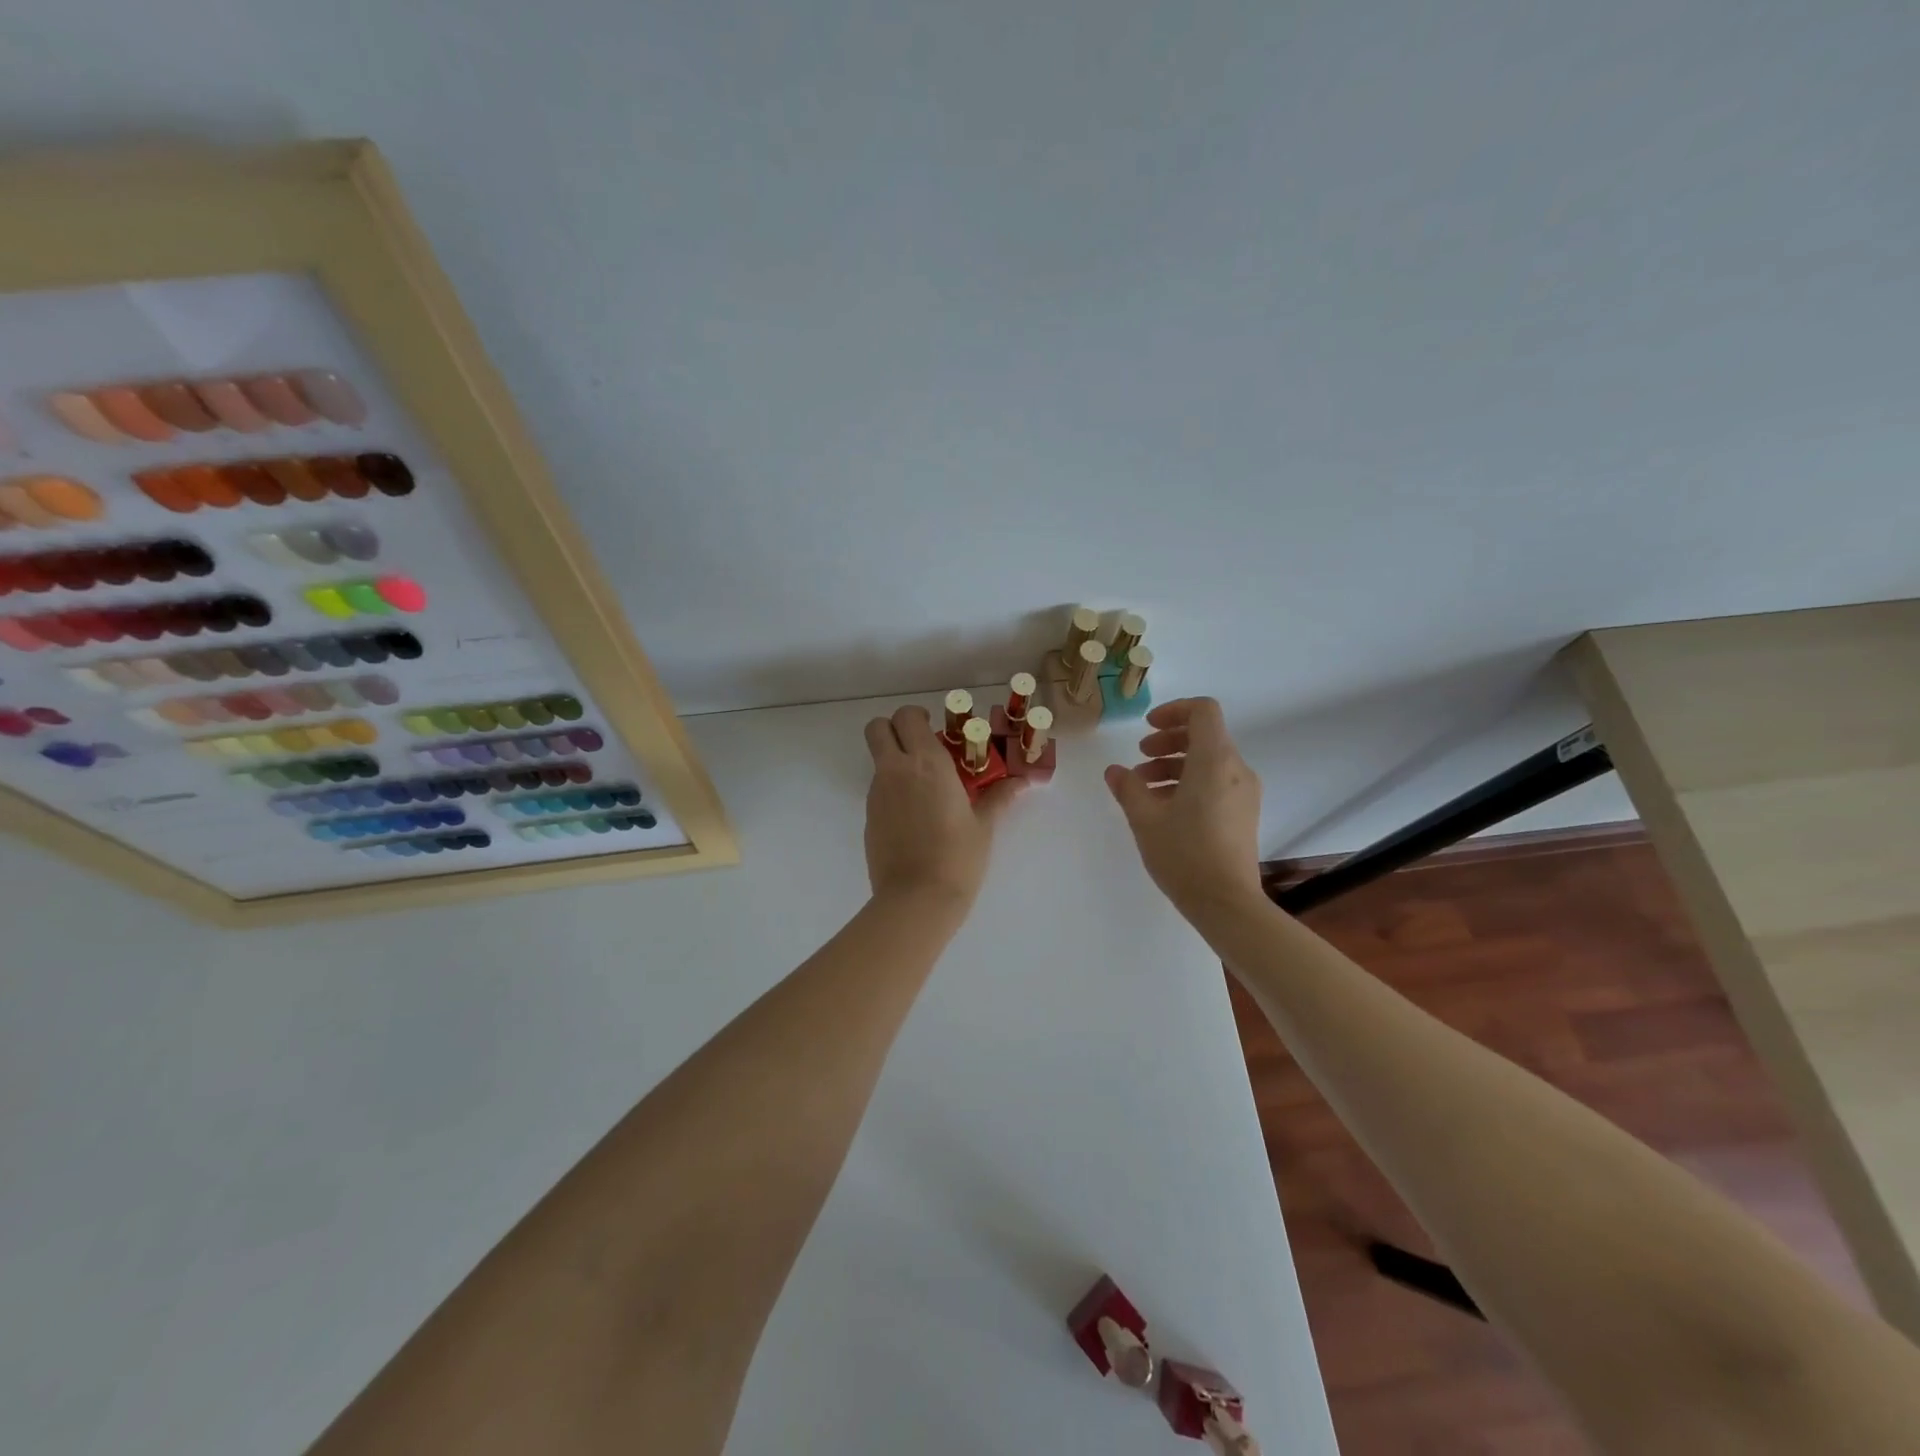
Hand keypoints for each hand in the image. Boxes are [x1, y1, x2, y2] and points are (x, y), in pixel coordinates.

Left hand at [863, 704, 1021, 908]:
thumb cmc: (957, 857)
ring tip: (925, 790)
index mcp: (926, 763)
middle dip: (894, 729)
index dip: (918, 718)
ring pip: (878, 760)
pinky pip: (878, 790)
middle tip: (920, 748)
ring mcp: (877, 794)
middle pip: (877, 728)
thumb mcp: (983, 825)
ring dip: (895, 762)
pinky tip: (915, 818)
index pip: (907, 716)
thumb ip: (999, 797)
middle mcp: (895, 770)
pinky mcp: (869, 818)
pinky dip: (892, 791)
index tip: (936, 731)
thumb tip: (1022, 782)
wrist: (916, 899)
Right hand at [1104, 697, 1263, 920]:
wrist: (1226, 903)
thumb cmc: (1184, 854)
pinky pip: (1217, 782)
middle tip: (1140, 758)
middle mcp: (1236, 769)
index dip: (1174, 710)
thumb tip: (1115, 771)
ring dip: (1175, 764)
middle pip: (1205, 735)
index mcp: (1214, 761)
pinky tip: (1165, 808)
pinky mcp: (1244, 813)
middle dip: (1169, 741)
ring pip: (1209, 760)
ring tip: (1144, 788)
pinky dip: (1190, 782)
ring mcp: (1245, 792)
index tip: (1148, 729)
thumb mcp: (1145, 819)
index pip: (1203, 711)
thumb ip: (1128, 787)